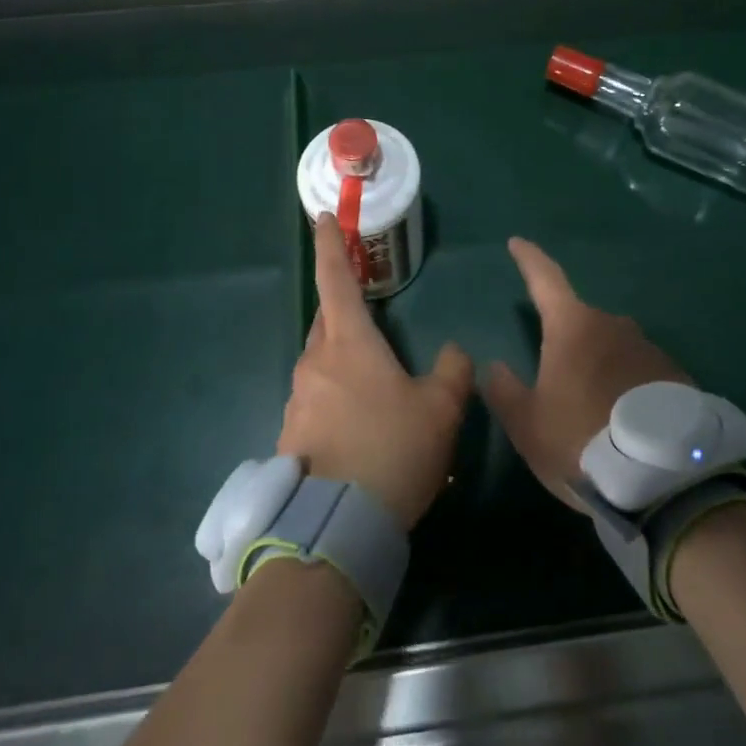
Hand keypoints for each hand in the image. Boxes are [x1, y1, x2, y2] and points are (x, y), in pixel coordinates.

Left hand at [276, 213, 472, 529]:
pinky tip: (361, 426)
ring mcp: (298, 400)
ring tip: (375, 384)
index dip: (330, 245)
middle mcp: (315, 362)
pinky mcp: (291, 434)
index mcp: (348, 343)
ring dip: (343, 359)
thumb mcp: (441, 409)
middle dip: (343, 307)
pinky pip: (316, 398)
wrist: (337, 527)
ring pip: (321, 362)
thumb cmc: (393, 451)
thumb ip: (453, 371)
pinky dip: (336, 397)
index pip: (335, 279)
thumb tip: (454, 351)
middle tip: (367, 309)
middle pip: (327, 320)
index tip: (321, 217)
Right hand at [481, 238, 693, 510]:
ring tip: (593, 410)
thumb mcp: (528, 425)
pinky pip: (640, 370)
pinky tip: (625, 420)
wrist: (663, 478)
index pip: (545, 279)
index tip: (517, 243)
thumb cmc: (581, 441)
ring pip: (612, 347)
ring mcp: (649, 348)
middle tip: (555, 377)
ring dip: (599, 365)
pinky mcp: (676, 375)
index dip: (529, 260)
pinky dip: (627, 384)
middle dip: (565, 340)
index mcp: (573, 327)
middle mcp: (613, 326)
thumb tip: (494, 367)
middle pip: (580, 321)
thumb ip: (504, 391)